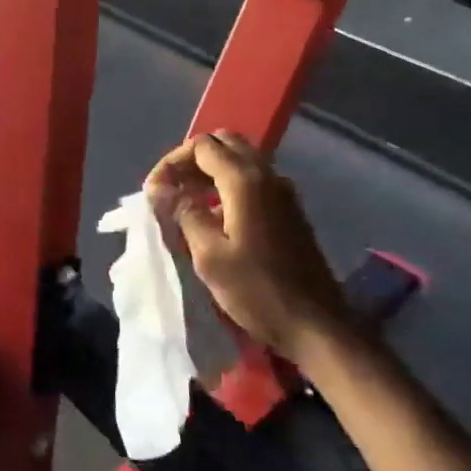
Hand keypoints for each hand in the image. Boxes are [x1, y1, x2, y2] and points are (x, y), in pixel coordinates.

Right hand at [146, 131, 351, 364]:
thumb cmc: (257, 291)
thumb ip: (183, 213)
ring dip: (209, 173)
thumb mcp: (209, 255)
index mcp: (245, 181)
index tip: (154, 192)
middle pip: (224, 144)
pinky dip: (228, 185)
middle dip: (191, 161)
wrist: (316, 326)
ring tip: (185, 203)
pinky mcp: (289, 210)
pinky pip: (253, 180)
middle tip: (171, 190)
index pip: (201, 146)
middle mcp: (267, 176)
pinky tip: (213, 217)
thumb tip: (160, 188)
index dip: (171, 162)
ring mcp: (283, 192)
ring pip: (240, 160)